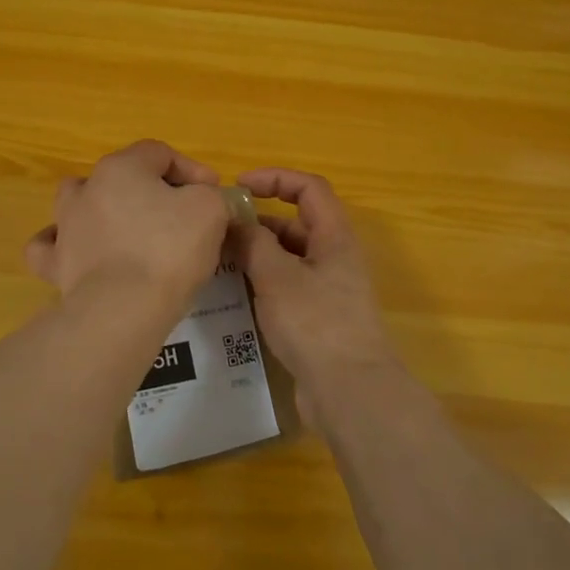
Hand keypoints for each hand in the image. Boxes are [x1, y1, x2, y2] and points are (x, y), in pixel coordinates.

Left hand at [24, 140, 229, 308]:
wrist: (123, 309)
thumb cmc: (169, 249)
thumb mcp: (210, 209)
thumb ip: (212, 196)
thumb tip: (208, 201)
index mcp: (121, 168)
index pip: (159, 153)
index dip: (192, 170)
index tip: (213, 194)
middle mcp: (86, 189)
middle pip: (121, 176)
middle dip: (151, 190)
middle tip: (179, 216)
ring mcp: (65, 227)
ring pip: (80, 203)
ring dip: (105, 211)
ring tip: (130, 233)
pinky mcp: (55, 265)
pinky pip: (52, 246)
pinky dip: (65, 245)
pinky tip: (81, 252)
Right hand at [231, 168, 399, 412]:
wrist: (350, 391)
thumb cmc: (316, 323)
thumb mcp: (277, 276)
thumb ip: (253, 243)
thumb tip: (235, 222)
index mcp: (335, 237)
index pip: (309, 188)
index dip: (275, 178)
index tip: (238, 186)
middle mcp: (335, 258)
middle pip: (296, 224)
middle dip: (259, 221)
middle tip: (219, 231)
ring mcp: (329, 291)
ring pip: (289, 258)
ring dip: (258, 254)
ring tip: (219, 261)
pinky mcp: (319, 319)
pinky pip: (287, 288)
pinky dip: (263, 283)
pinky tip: (235, 295)